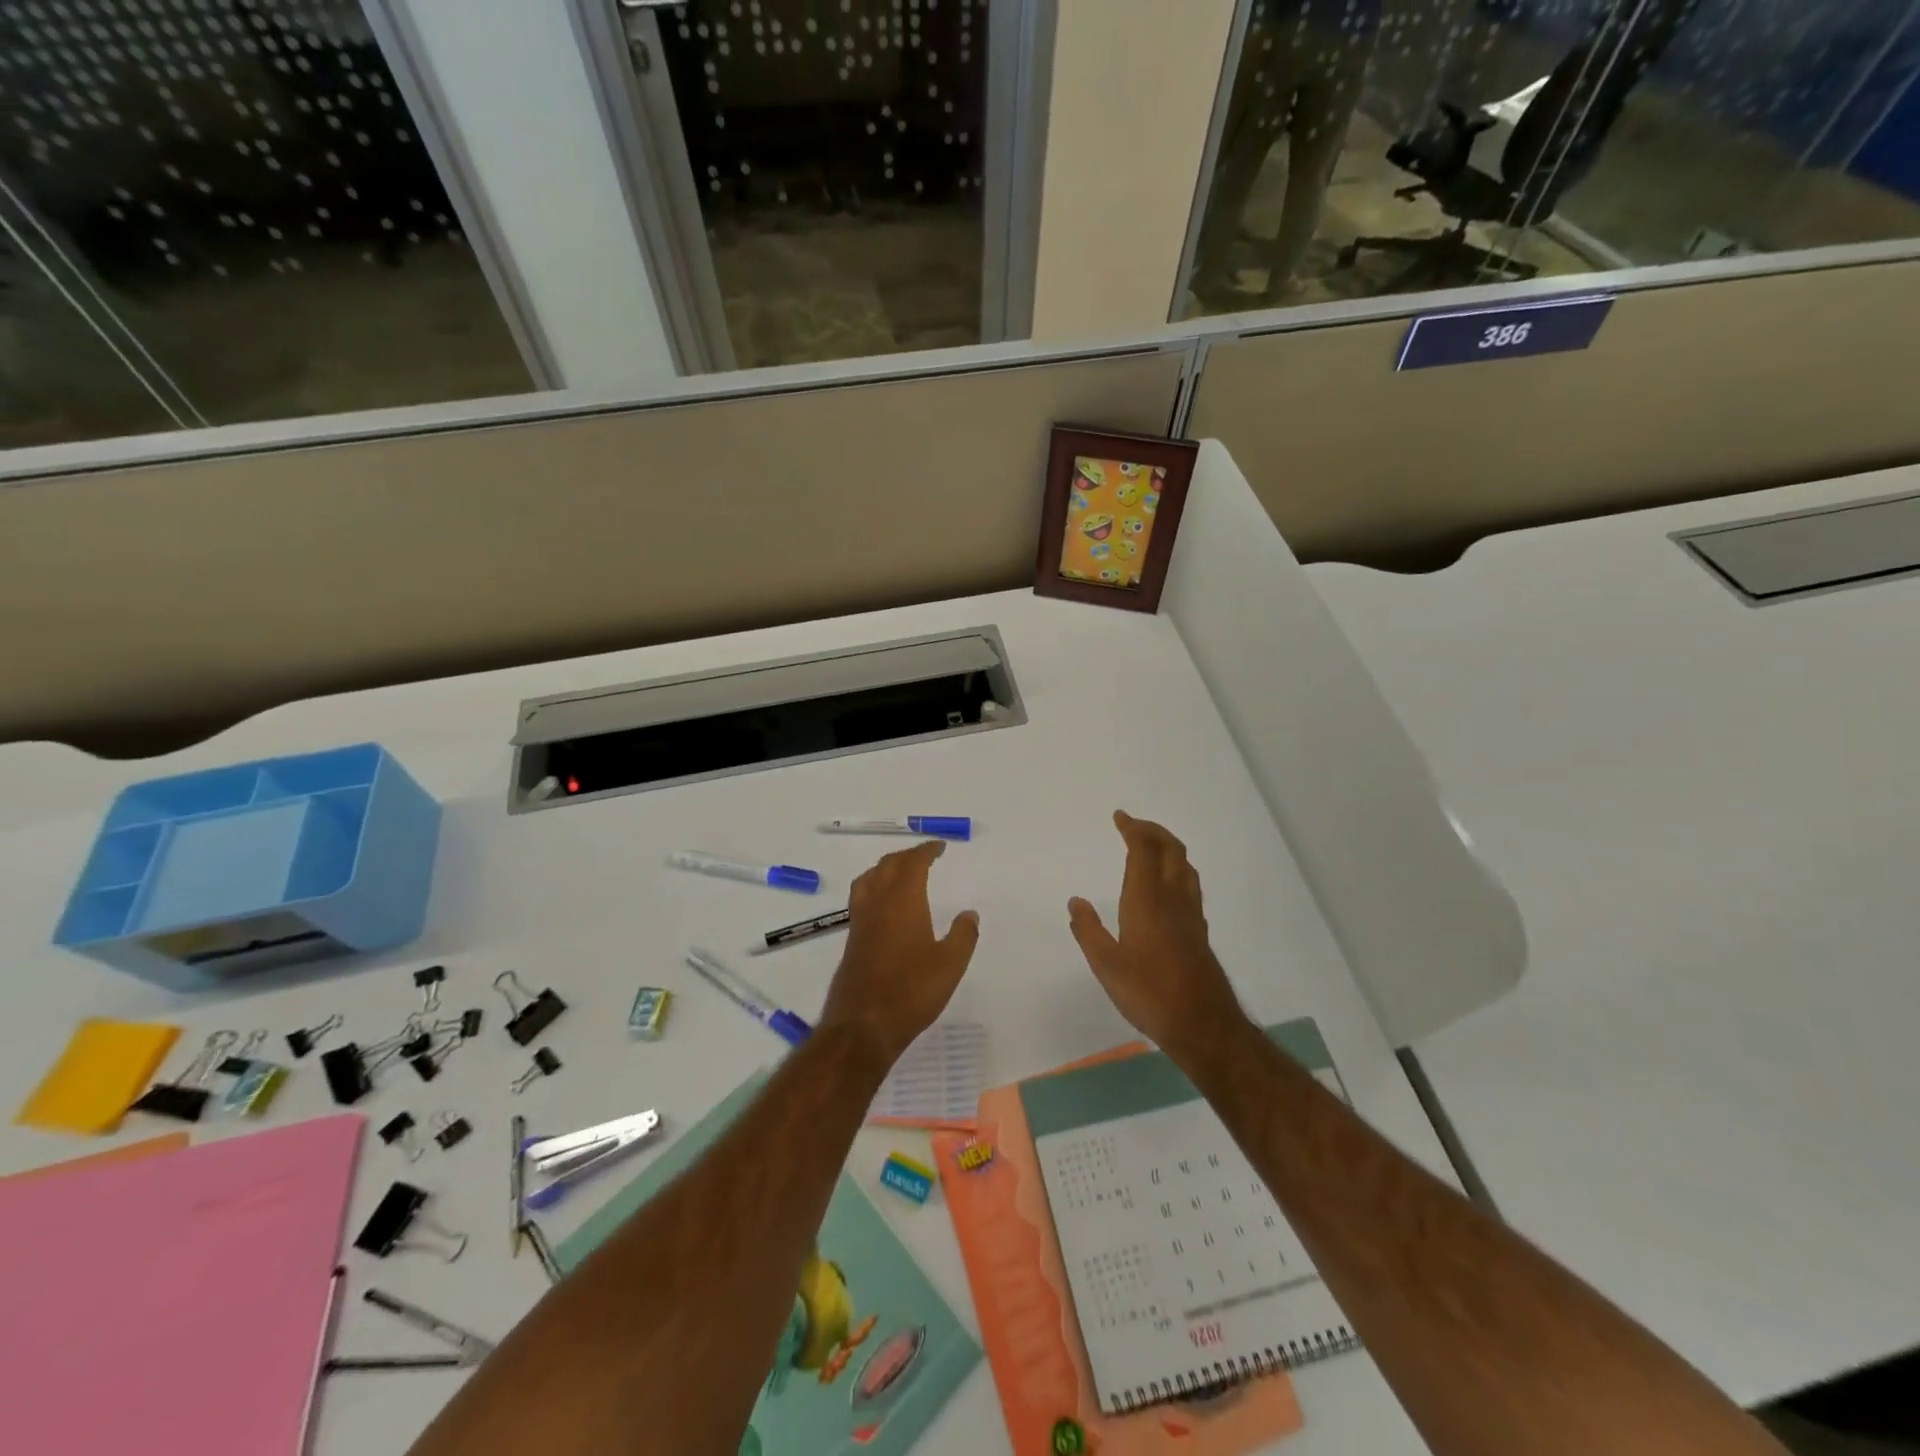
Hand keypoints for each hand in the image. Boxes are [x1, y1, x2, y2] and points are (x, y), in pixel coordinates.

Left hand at [819, 840, 979, 1068]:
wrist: (862, 1025)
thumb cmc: (911, 991)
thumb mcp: (950, 965)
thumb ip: (963, 935)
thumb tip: (969, 913)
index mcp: (903, 901)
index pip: (912, 863)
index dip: (925, 851)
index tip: (939, 847)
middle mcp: (877, 903)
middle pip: (887, 866)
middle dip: (906, 856)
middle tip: (924, 856)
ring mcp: (860, 922)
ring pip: (869, 879)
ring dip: (885, 868)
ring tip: (900, 873)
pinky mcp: (852, 941)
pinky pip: (862, 899)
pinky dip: (875, 888)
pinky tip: (885, 907)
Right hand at [1069, 811, 1248, 1061]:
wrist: (1203, 1024)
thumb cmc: (1149, 992)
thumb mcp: (1106, 965)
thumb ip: (1088, 930)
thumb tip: (1076, 901)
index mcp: (1147, 900)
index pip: (1144, 851)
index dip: (1133, 829)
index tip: (1120, 817)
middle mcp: (1173, 898)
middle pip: (1171, 850)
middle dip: (1153, 831)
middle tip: (1133, 824)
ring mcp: (1190, 913)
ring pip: (1185, 865)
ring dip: (1168, 847)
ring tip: (1151, 846)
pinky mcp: (1199, 930)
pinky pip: (1188, 883)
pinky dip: (1176, 868)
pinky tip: (1166, 885)